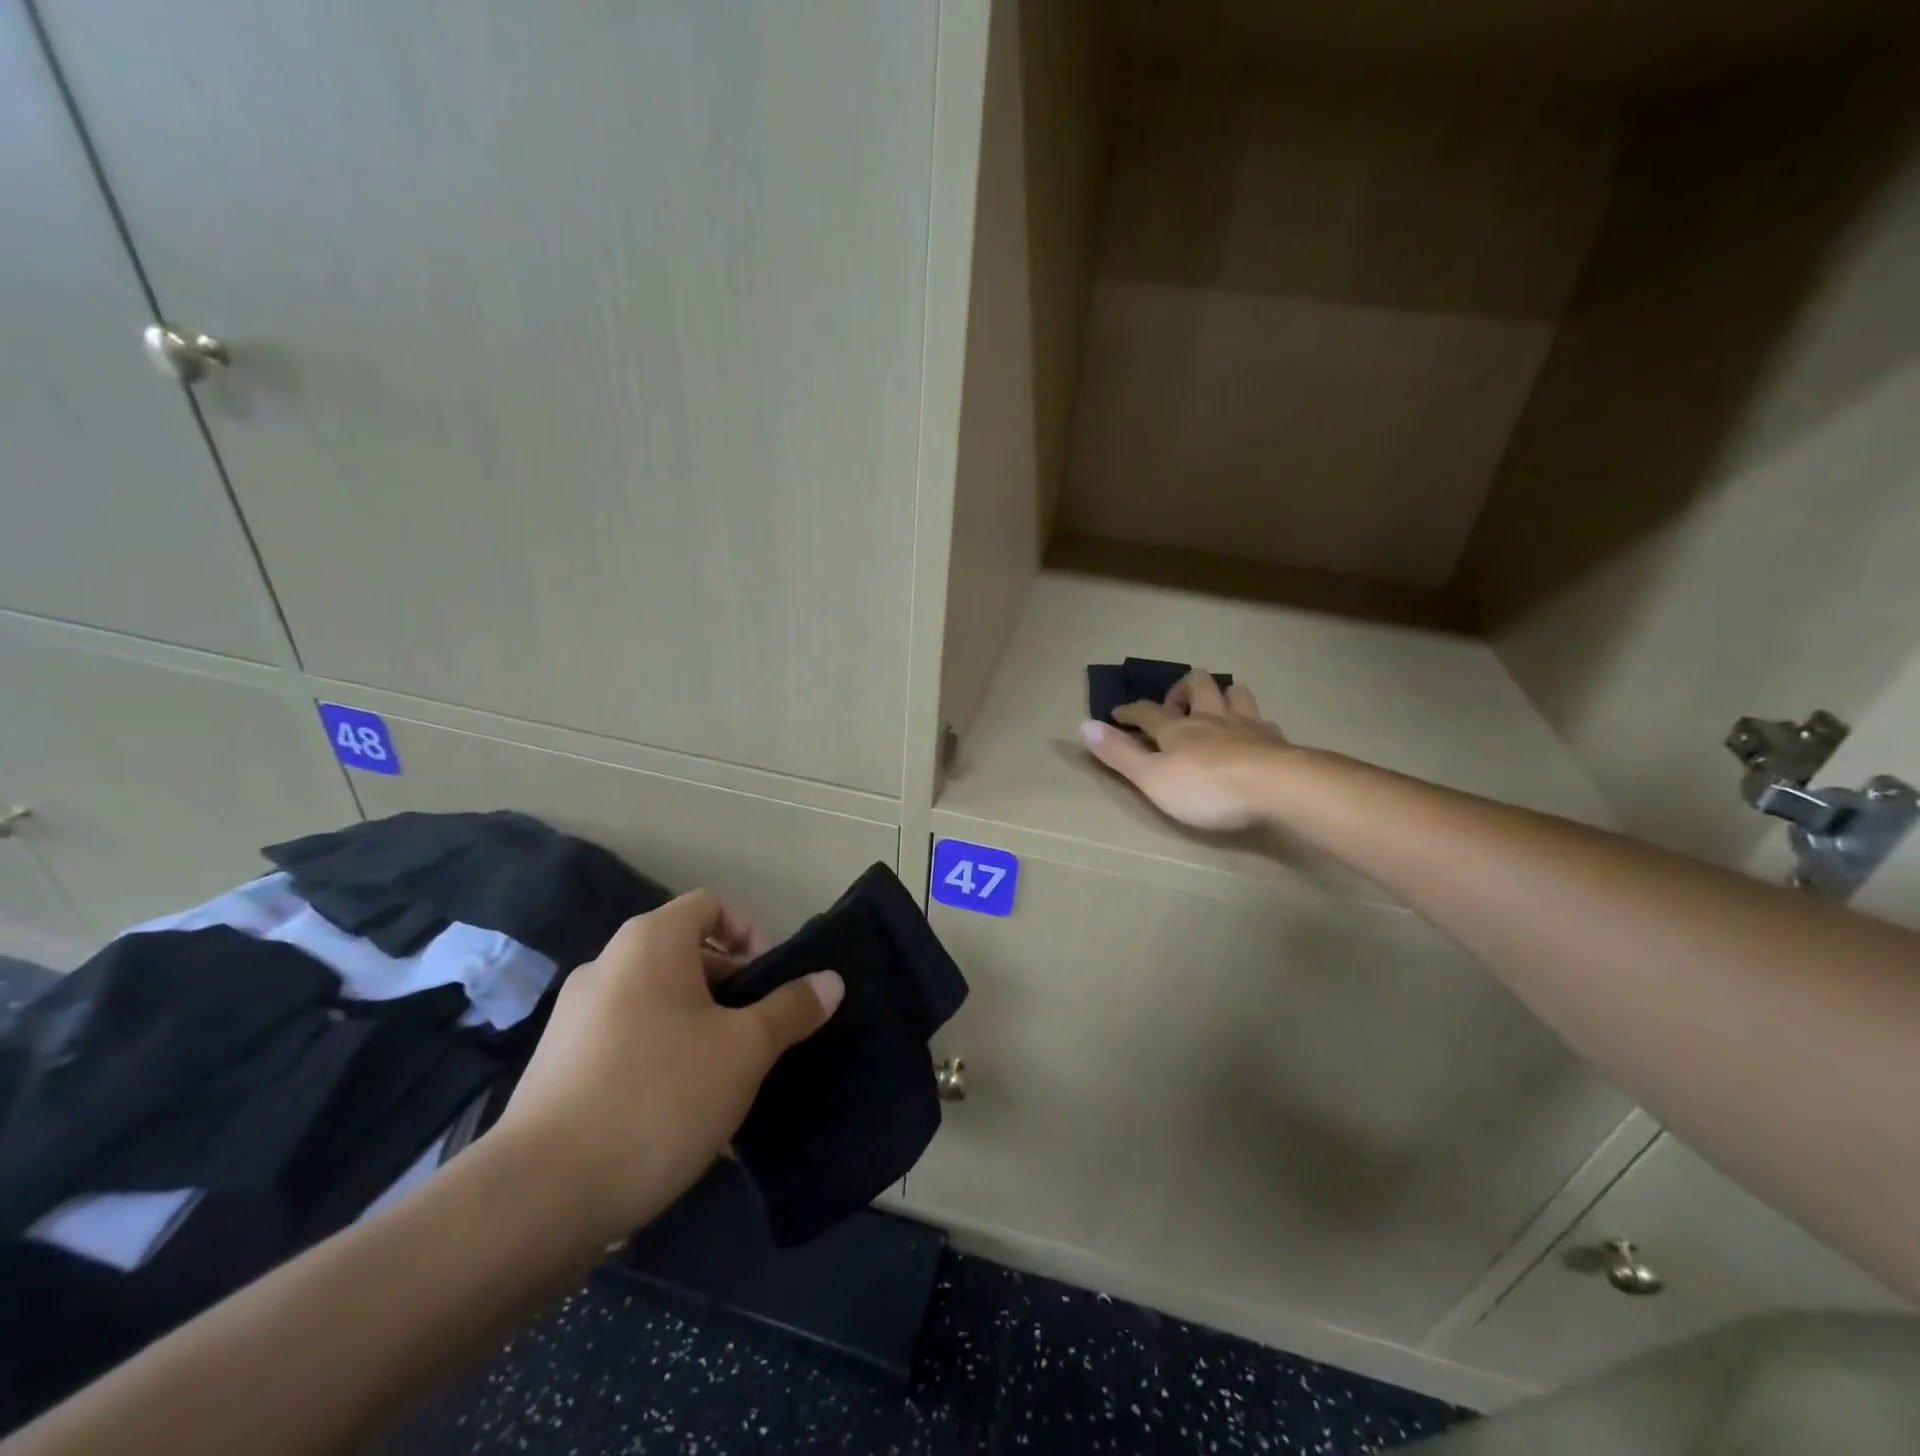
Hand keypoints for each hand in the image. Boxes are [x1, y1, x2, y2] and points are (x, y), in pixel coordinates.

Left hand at [491, 891, 842, 1241]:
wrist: (539, 1197)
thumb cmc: (659, 1096)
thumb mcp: (744, 1050)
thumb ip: (791, 1009)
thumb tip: (831, 980)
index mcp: (650, 943)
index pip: (712, 905)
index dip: (752, 933)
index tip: (772, 983)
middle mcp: (608, 966)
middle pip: (687, 955)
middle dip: (733, 990)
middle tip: (760, 1037)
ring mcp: (576, 1017)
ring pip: (660, 1005)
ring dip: (702, 1030)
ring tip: (729, 1084)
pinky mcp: (559, 1066)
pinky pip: (630, 1043)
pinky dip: (664, 1060)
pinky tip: (685, 1117)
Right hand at [1080, 671, 1289, 831]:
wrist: (1278, 788)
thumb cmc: (1207, 788)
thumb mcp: (1152, 778)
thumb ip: (1119, 754)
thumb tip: (1083, 725)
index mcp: (1176, 730)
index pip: (1147, 712)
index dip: (1130, 710)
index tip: (1117, 712)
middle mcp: (1210, 719)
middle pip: (1196, 686)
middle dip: (1181, 690)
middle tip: (1174, 707)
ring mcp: (1246, 726)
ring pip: (1234, 693)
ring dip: (1222, 695)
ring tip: (1216, 708)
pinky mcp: (1275, 741)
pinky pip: (1264, 721)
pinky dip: (1254, 724)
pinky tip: (1255, 735)